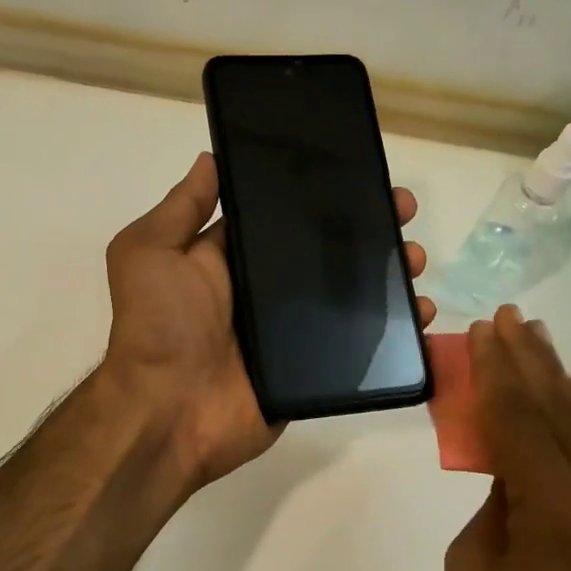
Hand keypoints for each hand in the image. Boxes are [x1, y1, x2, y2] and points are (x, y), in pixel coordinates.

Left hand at [100, 151, 434, 486]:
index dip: (320, 195)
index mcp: (230, 258)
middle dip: (367, 229)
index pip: (283, 217)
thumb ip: (181, 207)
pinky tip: (419, 313)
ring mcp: (290, 331)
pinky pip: (358, 345)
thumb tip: (211, 158)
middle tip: (403, 213)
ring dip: (388, 274)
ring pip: (350, 295)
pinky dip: (393, 330)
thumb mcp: (150, 251)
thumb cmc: (158, 325)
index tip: (359, 173)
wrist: (169, 412)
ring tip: (415, 260)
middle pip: (325, 253)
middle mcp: (263, 291)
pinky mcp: (311, 369)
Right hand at [444, 306, 570, 570]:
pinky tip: (562, 402)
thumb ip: (493, 507)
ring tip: (535, 340)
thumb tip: (509, 476)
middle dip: (530, 361)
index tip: (484, 329)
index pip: (519, 420)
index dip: (497, 371)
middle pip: (559, 412)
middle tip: (510, 317)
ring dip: (554, 384)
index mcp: (556, 509)